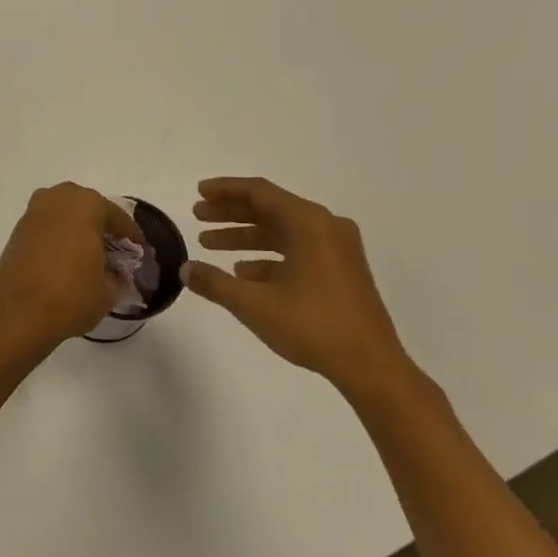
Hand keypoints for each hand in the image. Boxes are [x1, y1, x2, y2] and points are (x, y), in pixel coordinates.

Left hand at [0, 183, 142, 347]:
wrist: (17, 312)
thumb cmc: (71, 294)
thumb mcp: (108, 290)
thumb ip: (117, 275)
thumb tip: (115, 273)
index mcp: (86, 203)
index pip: (117, 218)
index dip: (131, 239)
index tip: (138, 255)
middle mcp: (58, 198)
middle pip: (89, 210)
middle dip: (102, 229)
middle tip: (114, 254)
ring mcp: (34, 212)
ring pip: (66, 216)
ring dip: (79, 232)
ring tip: (90, 259)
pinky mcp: (18, 230)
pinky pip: (48, 228)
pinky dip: (59, 239)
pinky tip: (67, 261)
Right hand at [182, 177, 409, 394]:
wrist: (372, 366)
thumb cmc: (312, 326)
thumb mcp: (254, 304)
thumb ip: (215, 283)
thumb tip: (185, 269)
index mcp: (309, 223)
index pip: (259, 192)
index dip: (225, 190)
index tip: (199, 192)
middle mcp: (326, 227)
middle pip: (270, 209)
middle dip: (231, 213)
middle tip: (198, 216)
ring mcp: (337, 250)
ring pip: (282, 232)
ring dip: (246, 236)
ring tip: (209, 245)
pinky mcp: (341, 271)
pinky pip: (297, 251)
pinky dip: (268, 257)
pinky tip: (243, 273)